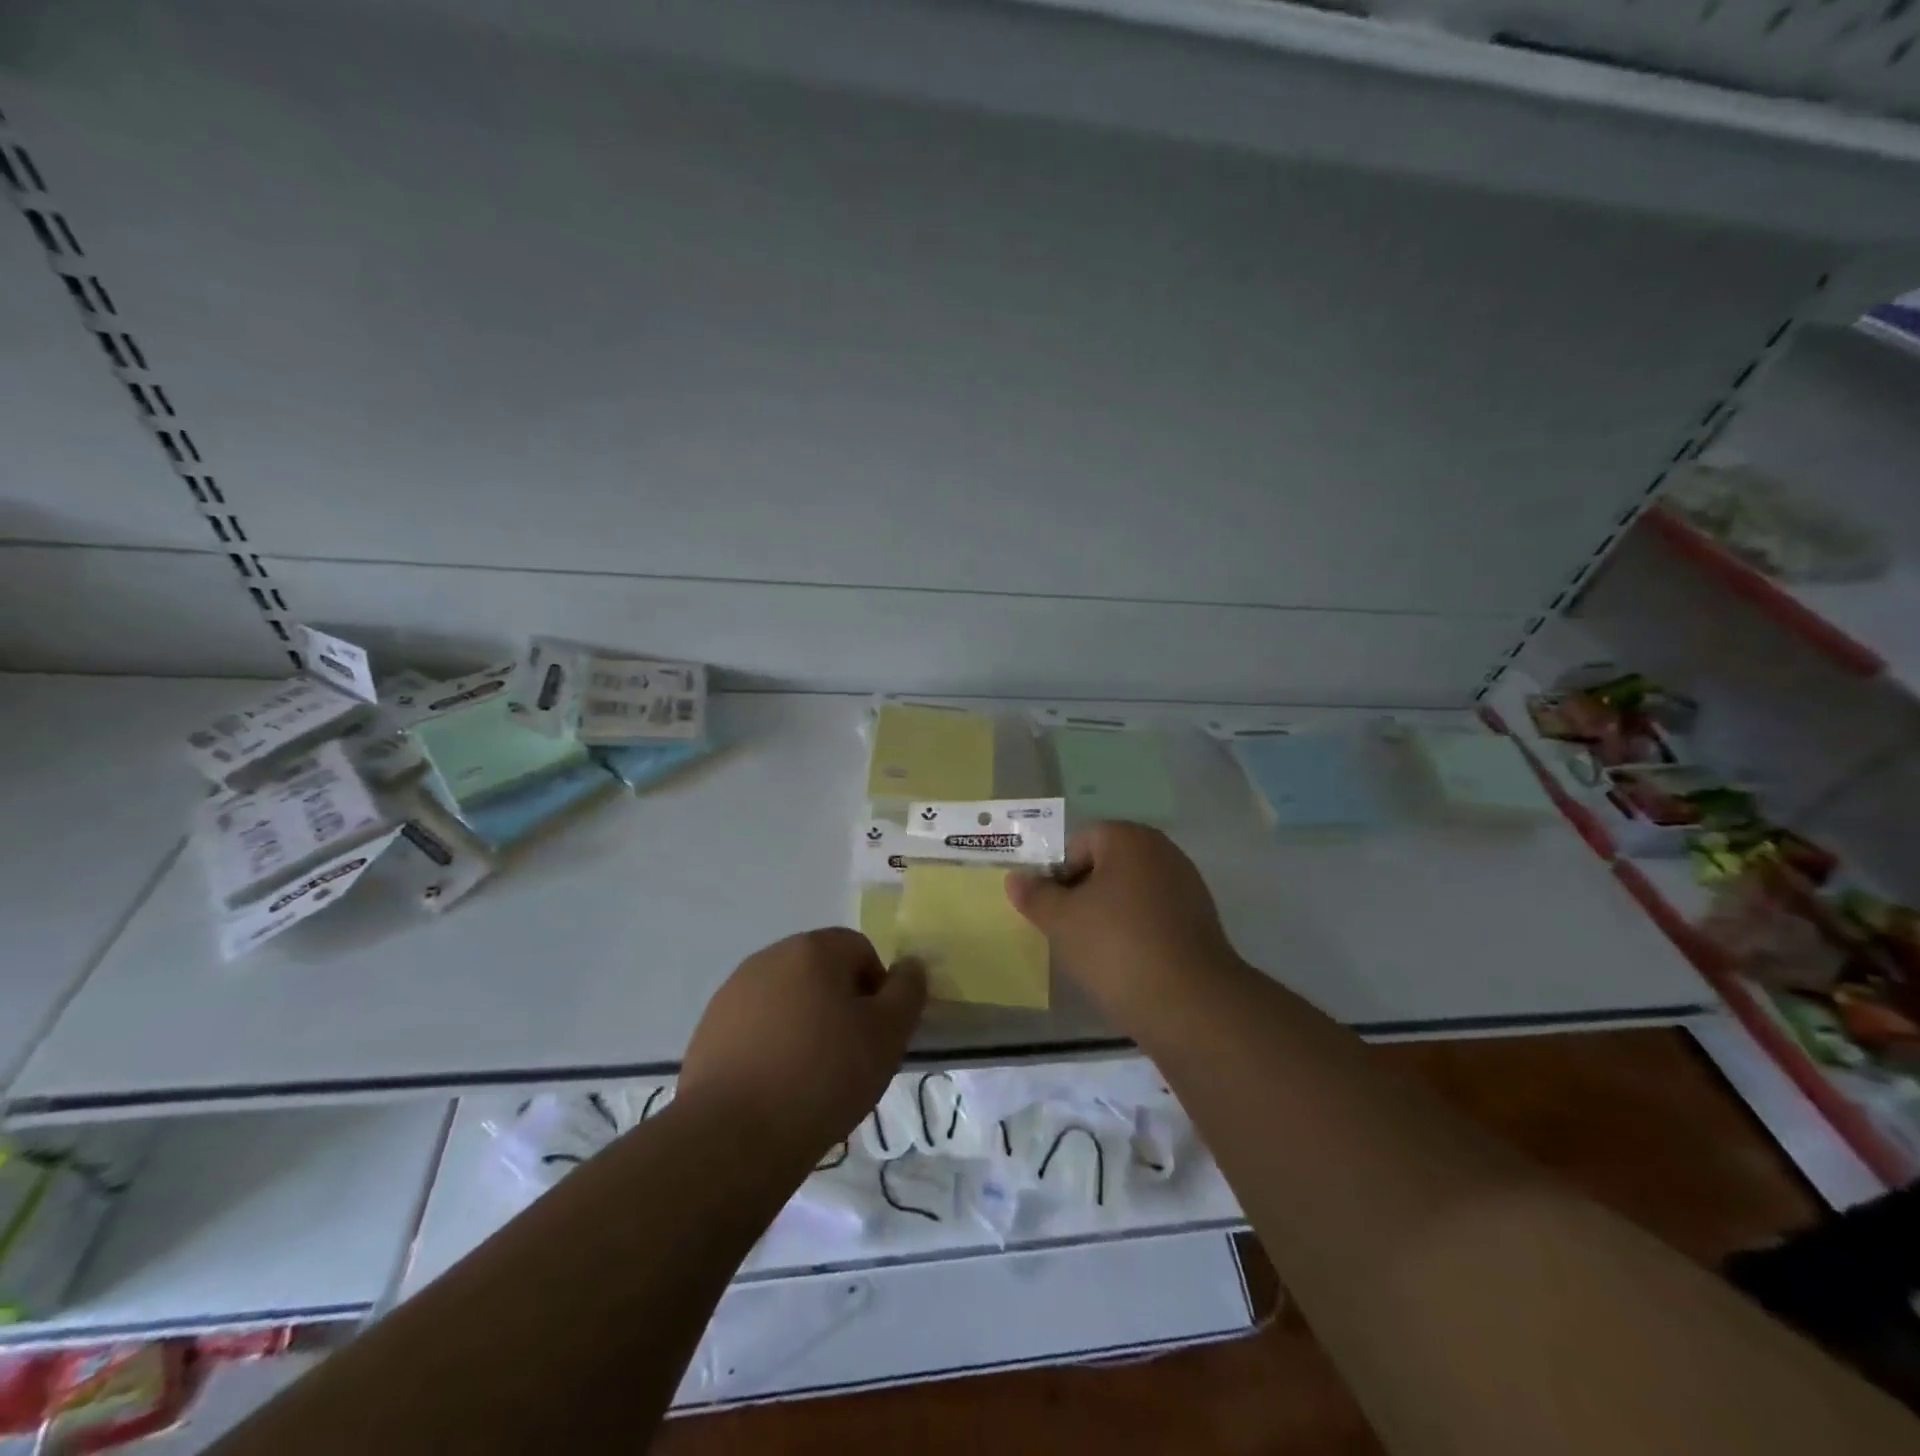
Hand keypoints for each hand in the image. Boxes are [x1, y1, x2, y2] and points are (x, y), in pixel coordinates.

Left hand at [677, 928, 925, 1167]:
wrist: (733, 1137)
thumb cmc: (823, 1076)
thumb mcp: (887, 1035)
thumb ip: (907, 992)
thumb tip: (910, 965)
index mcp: (813, 949)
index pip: (860, 950)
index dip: (876, 990)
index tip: (875, 1035)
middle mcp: (769, 957)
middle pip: (820, 971)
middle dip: (839, 1005)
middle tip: (848, 1057)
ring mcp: (733, 992)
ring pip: (786, 999)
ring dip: (804, 1024)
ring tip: (809, 1077)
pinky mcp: (708, 1029)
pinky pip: (755, 1026)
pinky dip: (770, 1046)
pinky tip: (774, 1087)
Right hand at [1006, 822, 1243, 1024]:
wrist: (1190, 1004)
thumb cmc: (1116, 947)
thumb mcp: (1061, 921)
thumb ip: (1035, 896)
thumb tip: (1015, 879)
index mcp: (1130, 839)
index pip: (1079, 843)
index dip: (1058, 875)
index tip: (1051, 911)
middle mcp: (1163, 852)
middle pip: (1107, 865)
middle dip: (1083, 894)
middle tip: (1067, 931)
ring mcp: (1187, 886)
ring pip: (1130, 893)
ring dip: (1109, 915)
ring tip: (1094, 953)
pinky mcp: (1201, 922)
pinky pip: (1154, 917)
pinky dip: (1136, 932)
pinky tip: (1126, 964)